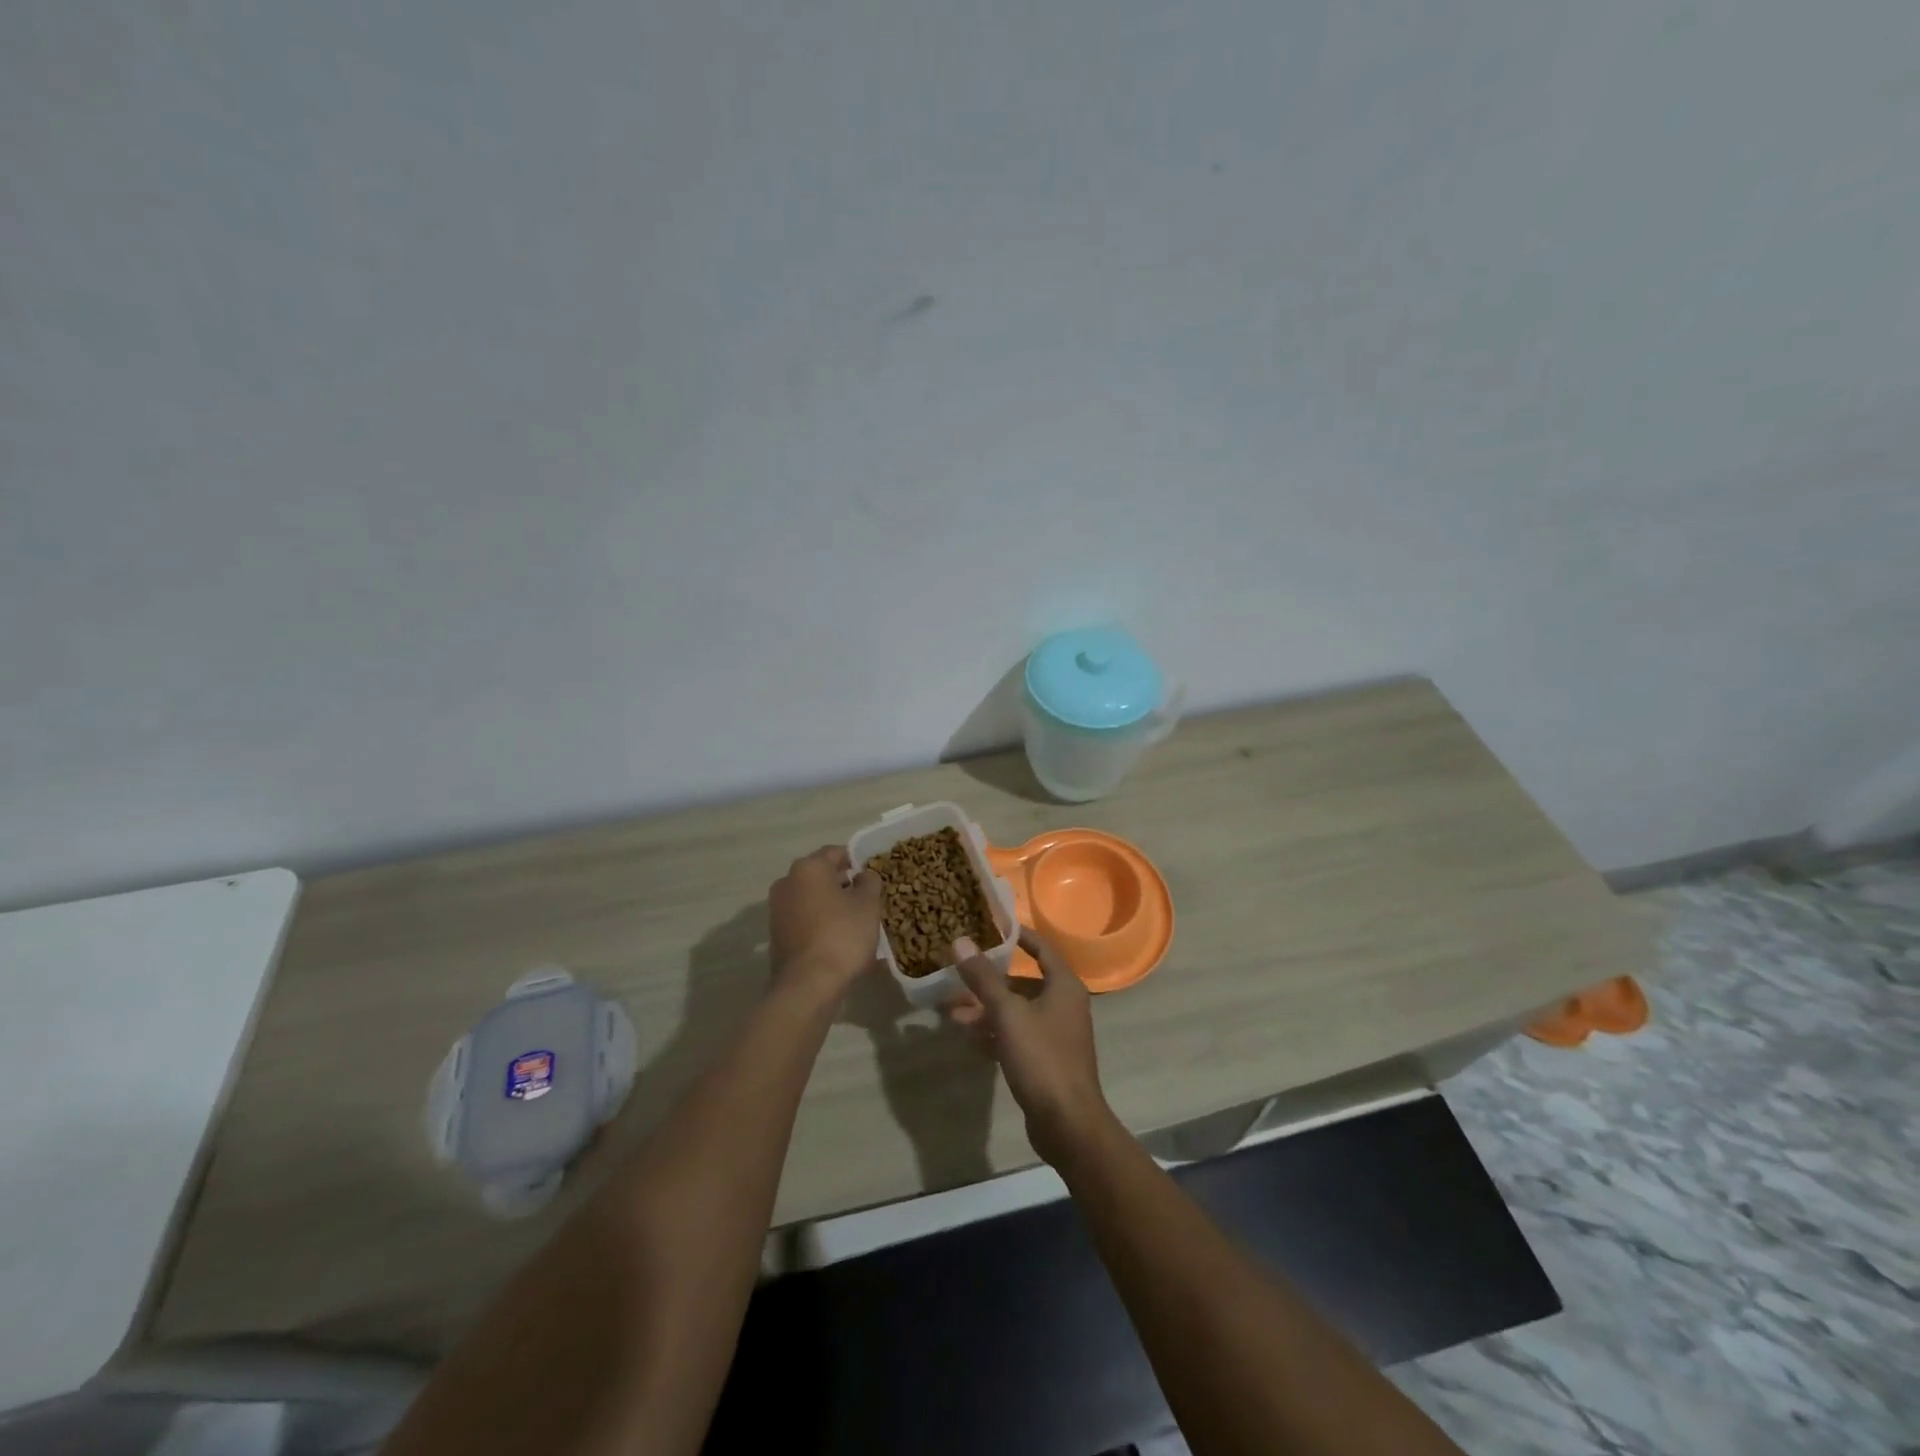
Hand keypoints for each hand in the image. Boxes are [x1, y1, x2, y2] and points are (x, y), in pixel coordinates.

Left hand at [768, 846, 883, 1002]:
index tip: (872, 876)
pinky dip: (819, 923)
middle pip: (821, 875)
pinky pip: (803, 920)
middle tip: (866, 900)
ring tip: (854, 923)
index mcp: (808, 868)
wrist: (808, 984)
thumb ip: (869, 882)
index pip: (836, 853)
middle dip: (843, 884)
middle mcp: (787, 882)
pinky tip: (837, 940)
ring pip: (811, 899)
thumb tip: (862, 875)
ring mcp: (777, 909)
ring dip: (831, 905)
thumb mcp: (868, 905)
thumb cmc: (842, 936)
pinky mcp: (776, 934)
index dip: (857, 861)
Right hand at [951, 927, 1115, 1166]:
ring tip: (952, 1014)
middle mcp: (1063, 1004)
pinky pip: (1016, 1036)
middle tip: (956, 978)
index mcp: (1064, 986)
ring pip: (1016, 1012)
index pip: (1041, 948)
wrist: (1067, 1123)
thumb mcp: (1007, 1014)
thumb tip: (960, 941)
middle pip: (1022, 983)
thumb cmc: (1042, 1057)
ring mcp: (1056, 1034)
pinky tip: (968, 1039)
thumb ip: (983, 978)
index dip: (1017, 935)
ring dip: (986, 1011)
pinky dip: (995, 1034)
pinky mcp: (1046, 1060)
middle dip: (988, 982)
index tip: (990, 926)